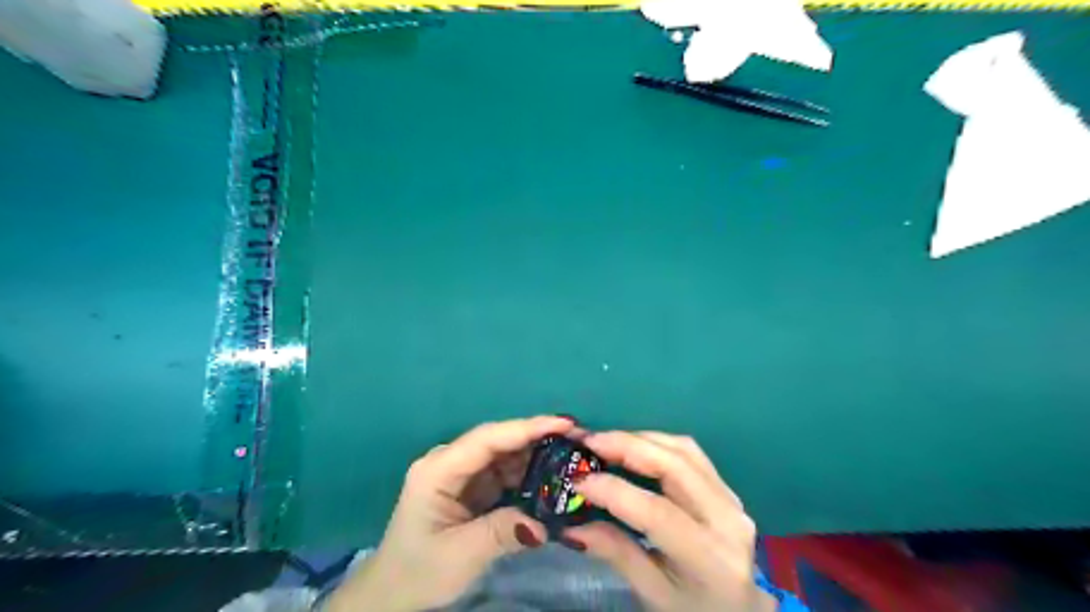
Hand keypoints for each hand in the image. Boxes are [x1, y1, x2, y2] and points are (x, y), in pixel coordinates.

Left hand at [325, 417, 572, 611]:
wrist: (393, 594)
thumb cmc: (418, 571)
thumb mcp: (461, 555)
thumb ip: (502, 532)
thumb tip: (546, 523)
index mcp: (438, 470)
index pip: (488, 439)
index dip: (527, 428)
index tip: (564, 423)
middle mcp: (450, 462)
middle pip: (499, 441)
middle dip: (538, 437)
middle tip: (579, 438)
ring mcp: (461, 474)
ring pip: (505, 455)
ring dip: (537, 455)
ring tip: (573, 456)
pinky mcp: (472, 487)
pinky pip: (504, 473)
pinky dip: (529, 474)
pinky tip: (552, 477)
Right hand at [562, 429, 774, 611]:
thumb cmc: (694, 611)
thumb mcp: (654, 594)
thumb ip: (616, 554)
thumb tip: (571, 527)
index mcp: (710, 558)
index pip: (658, 512)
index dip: (615, 491)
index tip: (578, 480)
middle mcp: (727, 519)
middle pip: (674, 466)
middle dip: (627, 446)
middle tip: (589, 442)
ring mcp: (731, 499)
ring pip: (684, 450)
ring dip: (641, 438)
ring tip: (606, 441)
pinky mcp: (727, 487)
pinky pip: (691, 453)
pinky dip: (658, 442)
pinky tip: (634, 447)